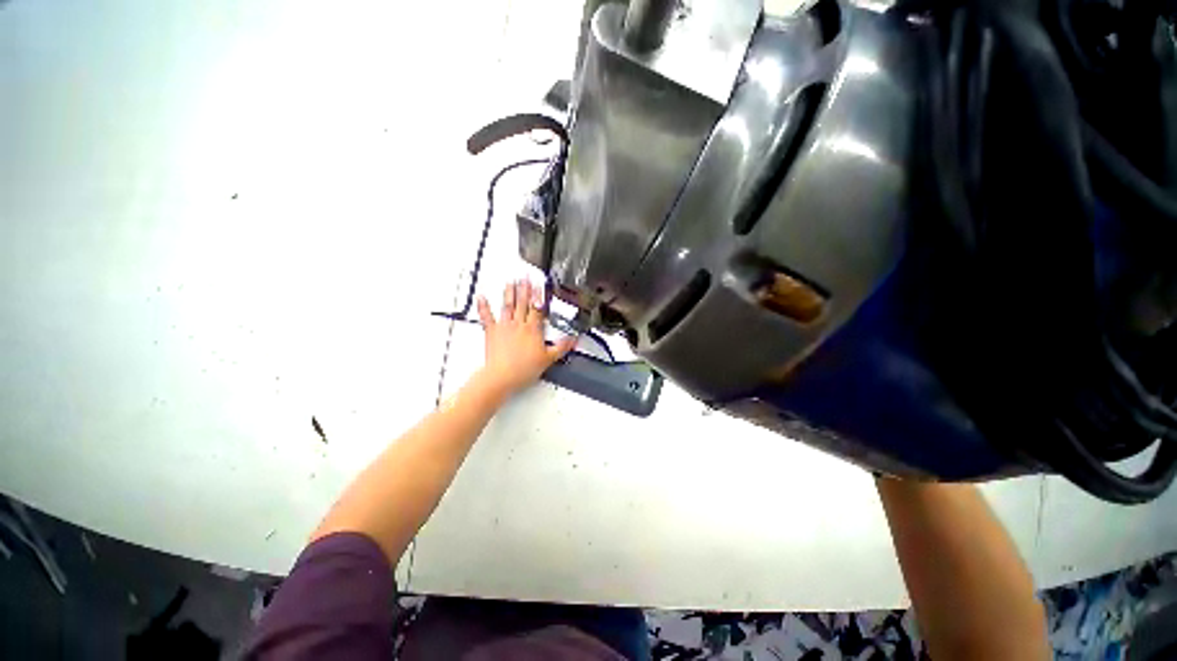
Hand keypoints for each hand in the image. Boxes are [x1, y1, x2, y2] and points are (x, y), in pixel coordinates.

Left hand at [475, 280, 576, 398]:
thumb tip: (573, 340)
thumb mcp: (548, 359)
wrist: (502, 376)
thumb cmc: (523, 369)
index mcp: (533, 329)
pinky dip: (483, 306)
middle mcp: (518, 324)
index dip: (539, 295)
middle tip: (525, 276)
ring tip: (511, 281)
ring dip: (509, 292)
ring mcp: (504, 327)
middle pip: (523, 303)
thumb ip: (562, 347)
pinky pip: (487, 316)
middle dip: (525, 288)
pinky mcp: (492, 332)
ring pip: (508, 305)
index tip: (540, 284)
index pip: (538, 308)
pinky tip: (482, 296)